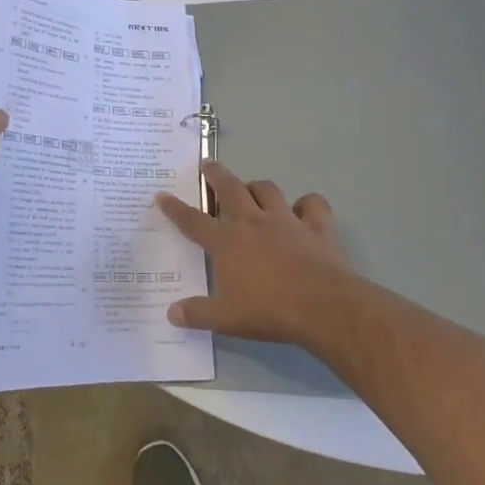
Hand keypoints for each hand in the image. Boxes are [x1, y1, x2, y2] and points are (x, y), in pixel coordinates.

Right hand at [155, 162, 358, 348]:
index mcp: (226, 242)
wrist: (322, 306)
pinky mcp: (316, 226)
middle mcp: (253, 222)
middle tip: (209, 165)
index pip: (193, 221)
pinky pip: (312, 204)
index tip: (162, 195)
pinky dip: (307, 204)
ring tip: (252, 188)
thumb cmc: (269, 311)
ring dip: (257, 187)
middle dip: (216, 175)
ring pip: (267, 190)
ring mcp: (286, 220)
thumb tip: (171, 312)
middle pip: (230, 189)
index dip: (175, 208)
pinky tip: (304, 210)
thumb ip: (197, 313)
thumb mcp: (225, 319)